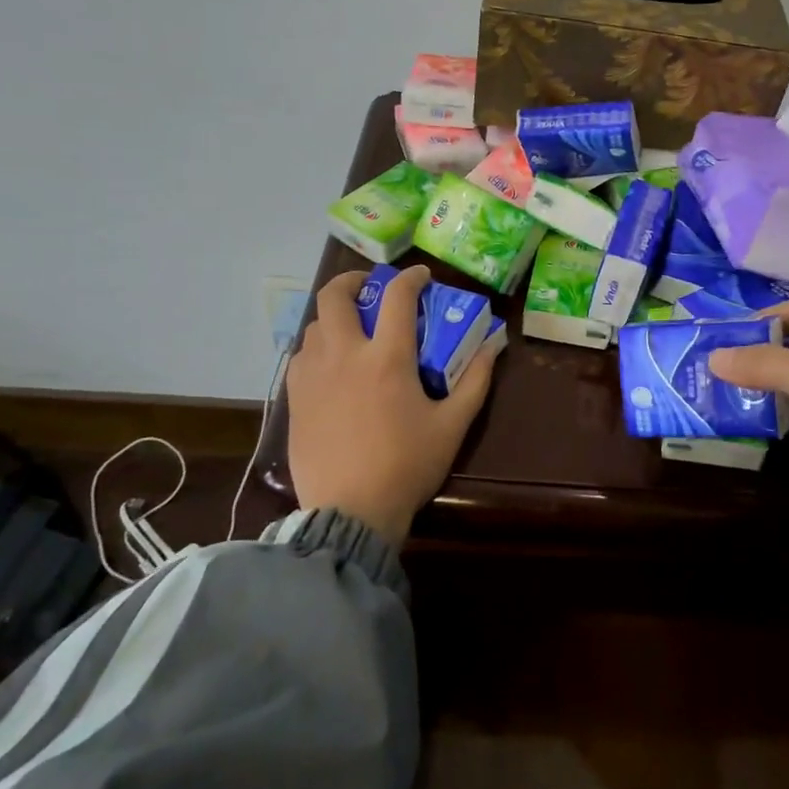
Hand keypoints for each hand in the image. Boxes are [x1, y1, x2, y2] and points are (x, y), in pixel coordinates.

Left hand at [285, 265, 495, 546]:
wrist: (350, 511)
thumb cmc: (406, 466)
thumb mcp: (452, 425)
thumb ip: (475, 380)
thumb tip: (494, 344)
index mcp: (386, 358)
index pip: (397, 297)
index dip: (411, 278)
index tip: (421, 276)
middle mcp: (344, 355)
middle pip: (334, 296)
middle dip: (353, 280)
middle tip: (370, 288)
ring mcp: (312, 375)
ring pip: (314, 326)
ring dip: (335, 318)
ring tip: (352, 331)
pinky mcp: (295, 398)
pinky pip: (301, 357)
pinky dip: (317, 349)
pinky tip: (331, 367)